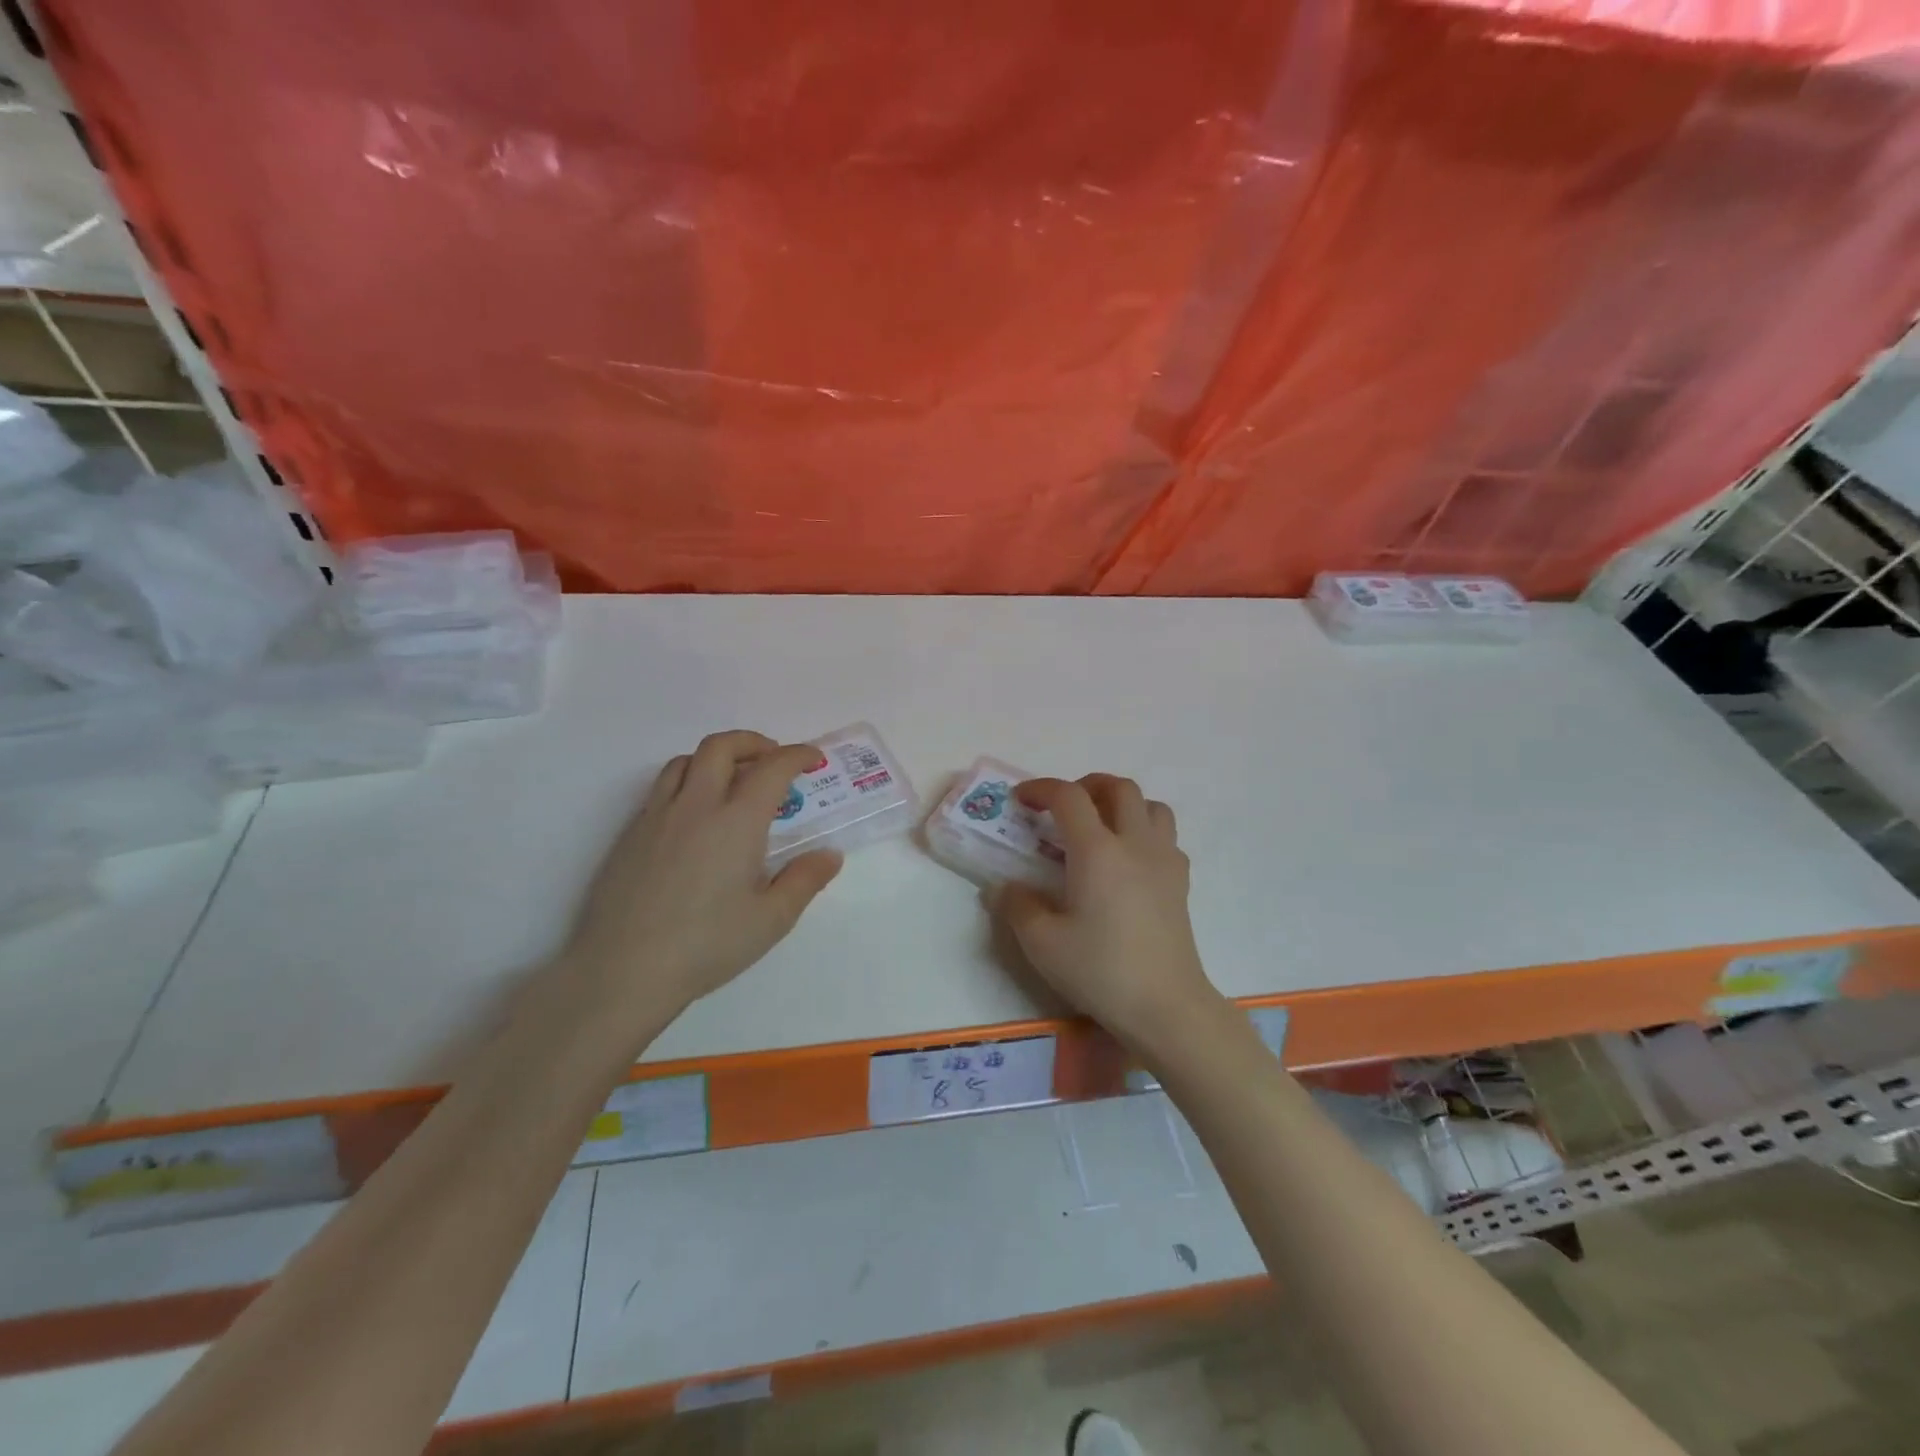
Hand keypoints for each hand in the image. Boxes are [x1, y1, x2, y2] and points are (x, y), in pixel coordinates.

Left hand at [563, 730, 842, 1021]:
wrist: (623, 970)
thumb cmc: (706, 945)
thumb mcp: (771, 919)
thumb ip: (804, 880)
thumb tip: (830, 855)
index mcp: (737, 821)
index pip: (772, 768)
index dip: (797, 755)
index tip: (812, 758)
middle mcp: (696, 805)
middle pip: (721, 746)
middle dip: (752, 742)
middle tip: (772, 759)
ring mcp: (656, 816)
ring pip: (685, 761)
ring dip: (715, 758)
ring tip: (731, 781)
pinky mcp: (630, 834)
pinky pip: (661, 788)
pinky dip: (686, 783)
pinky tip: (694, 818)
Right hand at [991, 774, 1221, 1055]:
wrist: (1165, 1005)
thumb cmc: (1100, 970)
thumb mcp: (1042, 943)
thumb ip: (1017, 906)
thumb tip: (1004, 887)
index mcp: (1097, 850)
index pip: (1068, 796)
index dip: (1041, 788)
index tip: (1021, 800)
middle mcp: (1134, 843)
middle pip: (1118, 787)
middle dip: (1086, 785)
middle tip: (1062, 808)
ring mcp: (1164, 860)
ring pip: (1150, 805)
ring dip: (1122, 803)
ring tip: (1100, 826)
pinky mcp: (1181, 881)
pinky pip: (1165, 836)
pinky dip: (1144, 831)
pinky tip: (1128, 860)